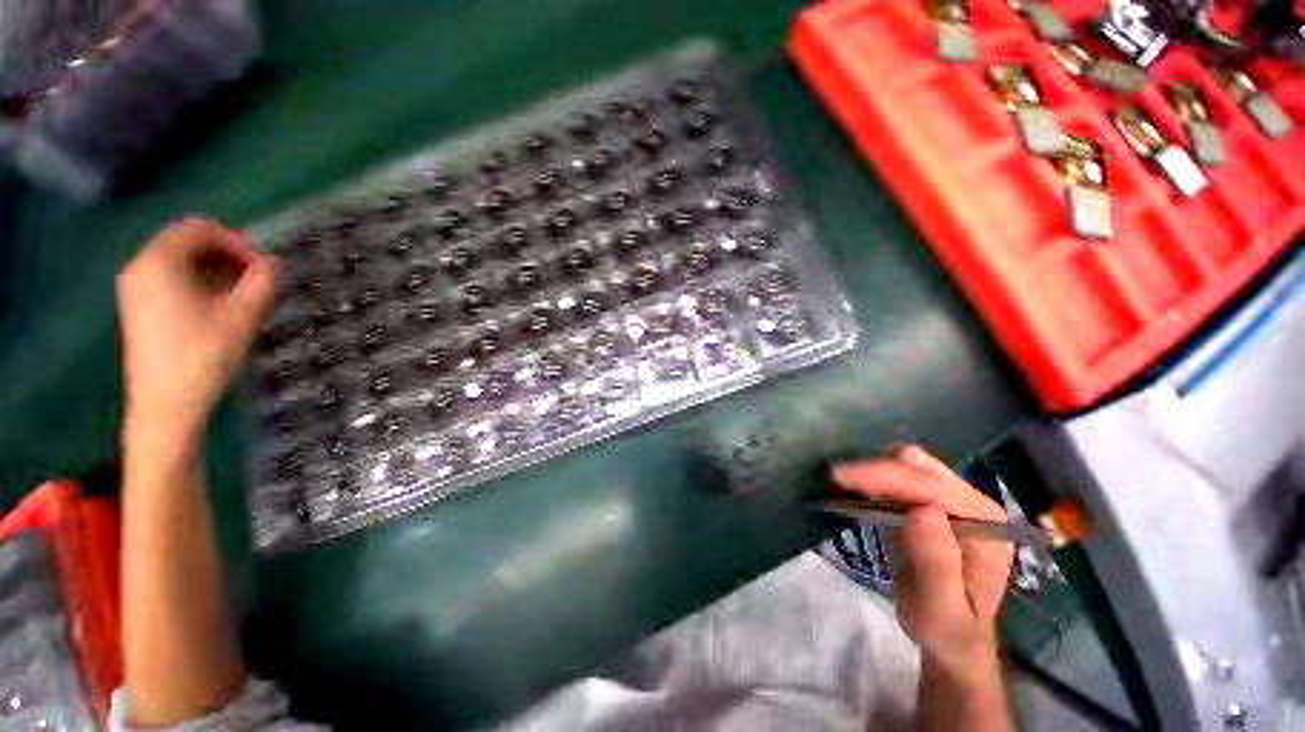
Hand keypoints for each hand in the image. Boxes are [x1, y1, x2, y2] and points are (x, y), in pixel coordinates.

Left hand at [117, 218, 276, 445]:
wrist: (166, 404)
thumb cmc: (204, 355)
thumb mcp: (243, 316)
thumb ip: (262, 282)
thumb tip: (272, 263)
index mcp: (160, 261)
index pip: (200, 228)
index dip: (237, 241)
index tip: (263, 266)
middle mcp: (141, 266)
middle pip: (187, 241)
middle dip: (227, 255)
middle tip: (256, 280)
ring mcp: (135, 287)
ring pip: (180, 260)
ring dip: (215, 269)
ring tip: (242, 295)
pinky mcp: (138, 307)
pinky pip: (170, 278)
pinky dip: (198, 282)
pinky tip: (218, 306)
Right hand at [831, 446, 1012, 676]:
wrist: (950, 634)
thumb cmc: (947, 629)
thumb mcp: (941, 612)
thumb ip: (937, 565)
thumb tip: (922, 509)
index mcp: (984, 525)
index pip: (932, 487)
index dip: (886, 476)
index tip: (841, 479)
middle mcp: (971, 503)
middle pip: (919, 466)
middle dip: (875, 468)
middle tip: (836, 480)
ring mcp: (951, 498)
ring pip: (907, 462)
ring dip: (873, 468)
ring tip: (844, 484)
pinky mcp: (927, 498)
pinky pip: (899, 472)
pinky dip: (874, 474)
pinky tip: (856, 487)